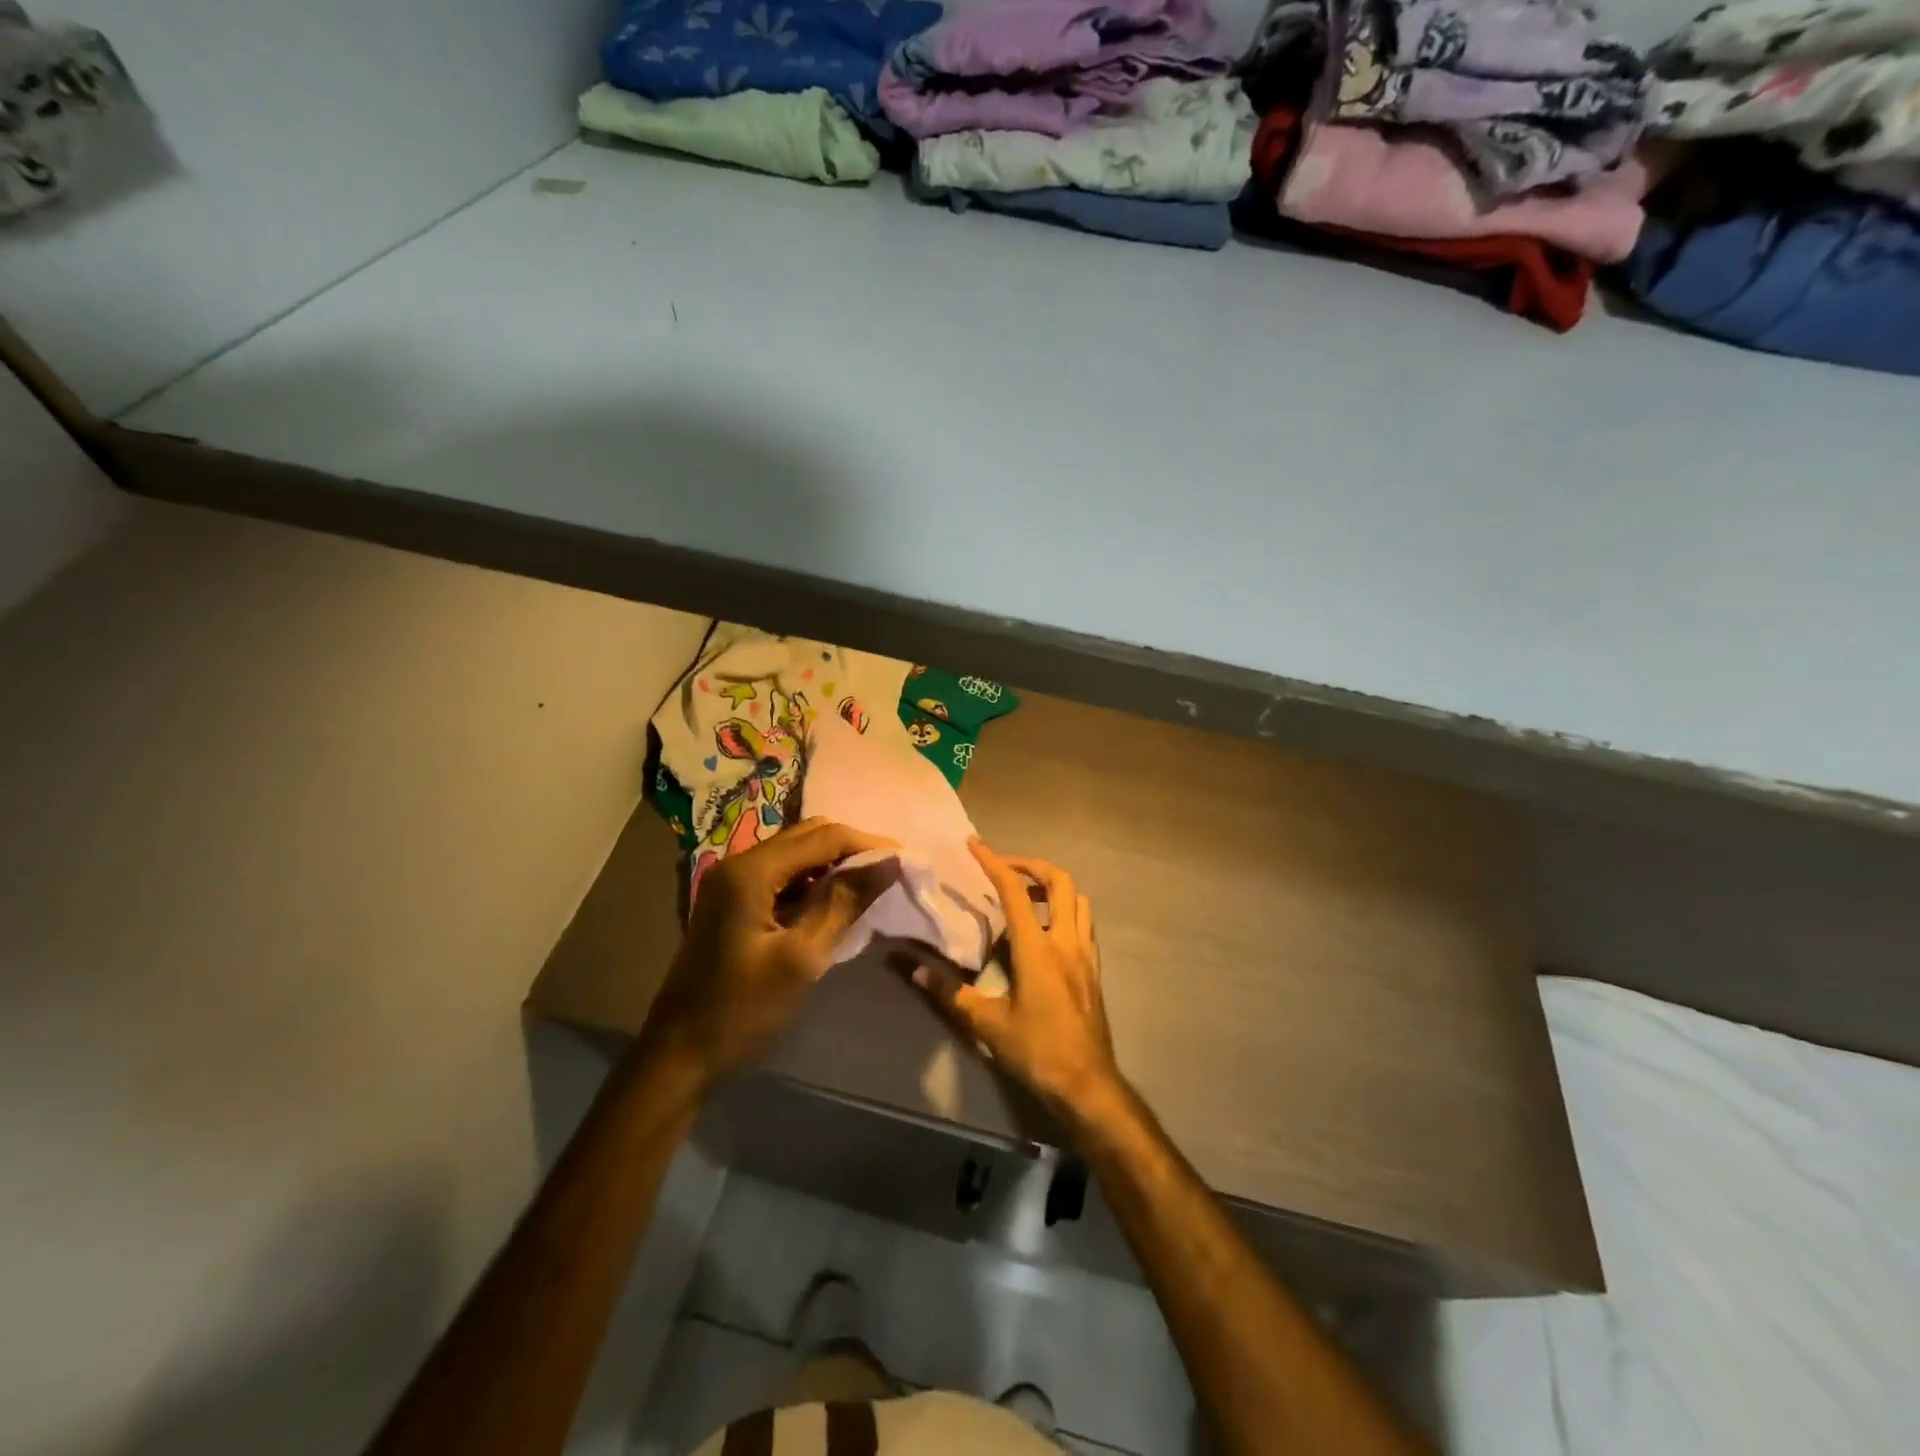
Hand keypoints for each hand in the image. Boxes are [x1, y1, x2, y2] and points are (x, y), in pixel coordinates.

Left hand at [642, 818, 895, 1088]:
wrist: (680, 1054)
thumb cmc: (742, 1009)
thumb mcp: (802, 958)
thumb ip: (844, 902)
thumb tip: (888, 863)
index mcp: (751, 871)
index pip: (823, 837)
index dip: (868, 844)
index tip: (907, 860)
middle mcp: (739, 863)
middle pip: (808, 836)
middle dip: (852, 848)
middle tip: (892, 872)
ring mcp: (733, 882)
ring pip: (796, 853)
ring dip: (834, 863)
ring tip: (872, 885)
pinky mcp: (734, 901)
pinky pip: (783, 875)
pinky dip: (813, 880)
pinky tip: (836, 901)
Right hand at [911, 840, 1122, 1120]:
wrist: (1088, 1084)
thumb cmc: (1037, 1051)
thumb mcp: (987, 1024)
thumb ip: (950, 992)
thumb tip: (914, 968)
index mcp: (1038, 948)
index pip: (1015, 891)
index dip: (993, 862)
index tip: (974, 844)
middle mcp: (1066, 941)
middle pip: (1060, 882)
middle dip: (1032, 865)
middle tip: (1005, 868)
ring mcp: (1085, 954)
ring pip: (1078, 900)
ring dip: (1053, 886)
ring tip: (1026, 895)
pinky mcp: (1094, 970)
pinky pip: (1084, 923)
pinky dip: (1066, 910)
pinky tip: (1046, 930)